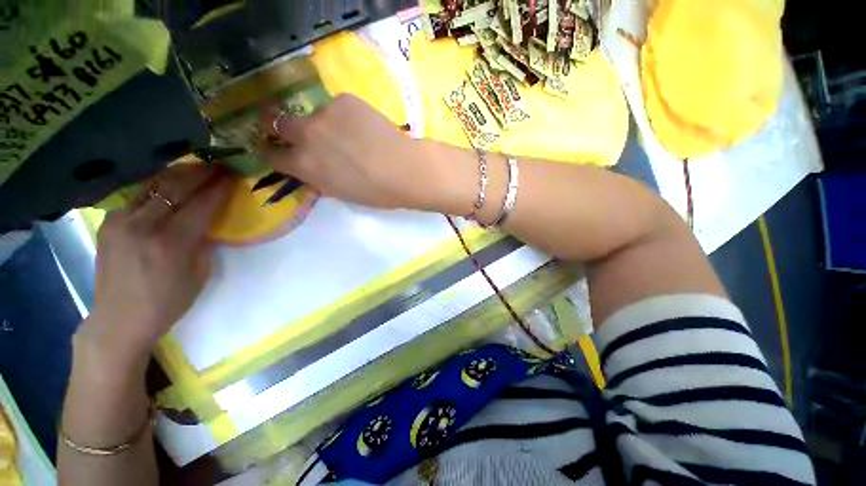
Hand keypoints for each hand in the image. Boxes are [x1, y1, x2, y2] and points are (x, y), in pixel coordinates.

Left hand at [76, 165, 231, 363]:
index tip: (232, 175)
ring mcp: (121, 222)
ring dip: (177, 174)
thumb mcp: (199, 274)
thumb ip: (203, 242)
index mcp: (171, 244)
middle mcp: (143, 226)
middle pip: (174, 188)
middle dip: (199, 173)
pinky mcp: (108, 222)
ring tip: (195, 168)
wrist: (119, 318)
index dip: (218, 188)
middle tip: (217, 165)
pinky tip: (166, 186)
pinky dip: (156, 187)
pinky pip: (136, 196)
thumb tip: (209, 220)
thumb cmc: (168, 301)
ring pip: (152, 186)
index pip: (200, 205)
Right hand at [260, 94, 450, 210]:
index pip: (272, 155)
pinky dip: (345, 116)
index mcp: (304, 165)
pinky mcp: (345, 99)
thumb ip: (318, 178)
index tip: (277, 150)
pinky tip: (364, 127)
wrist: (405, 170)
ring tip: (350, 135)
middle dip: (277, 125)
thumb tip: (310, 168)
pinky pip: (337, 106)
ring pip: (314, 114)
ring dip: (323, 123)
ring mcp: (324, 113)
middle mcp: (306, 135)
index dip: (274, 152)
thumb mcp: (340, 192)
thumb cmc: (376, 192)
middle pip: (275, 121)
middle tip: (291, 129)